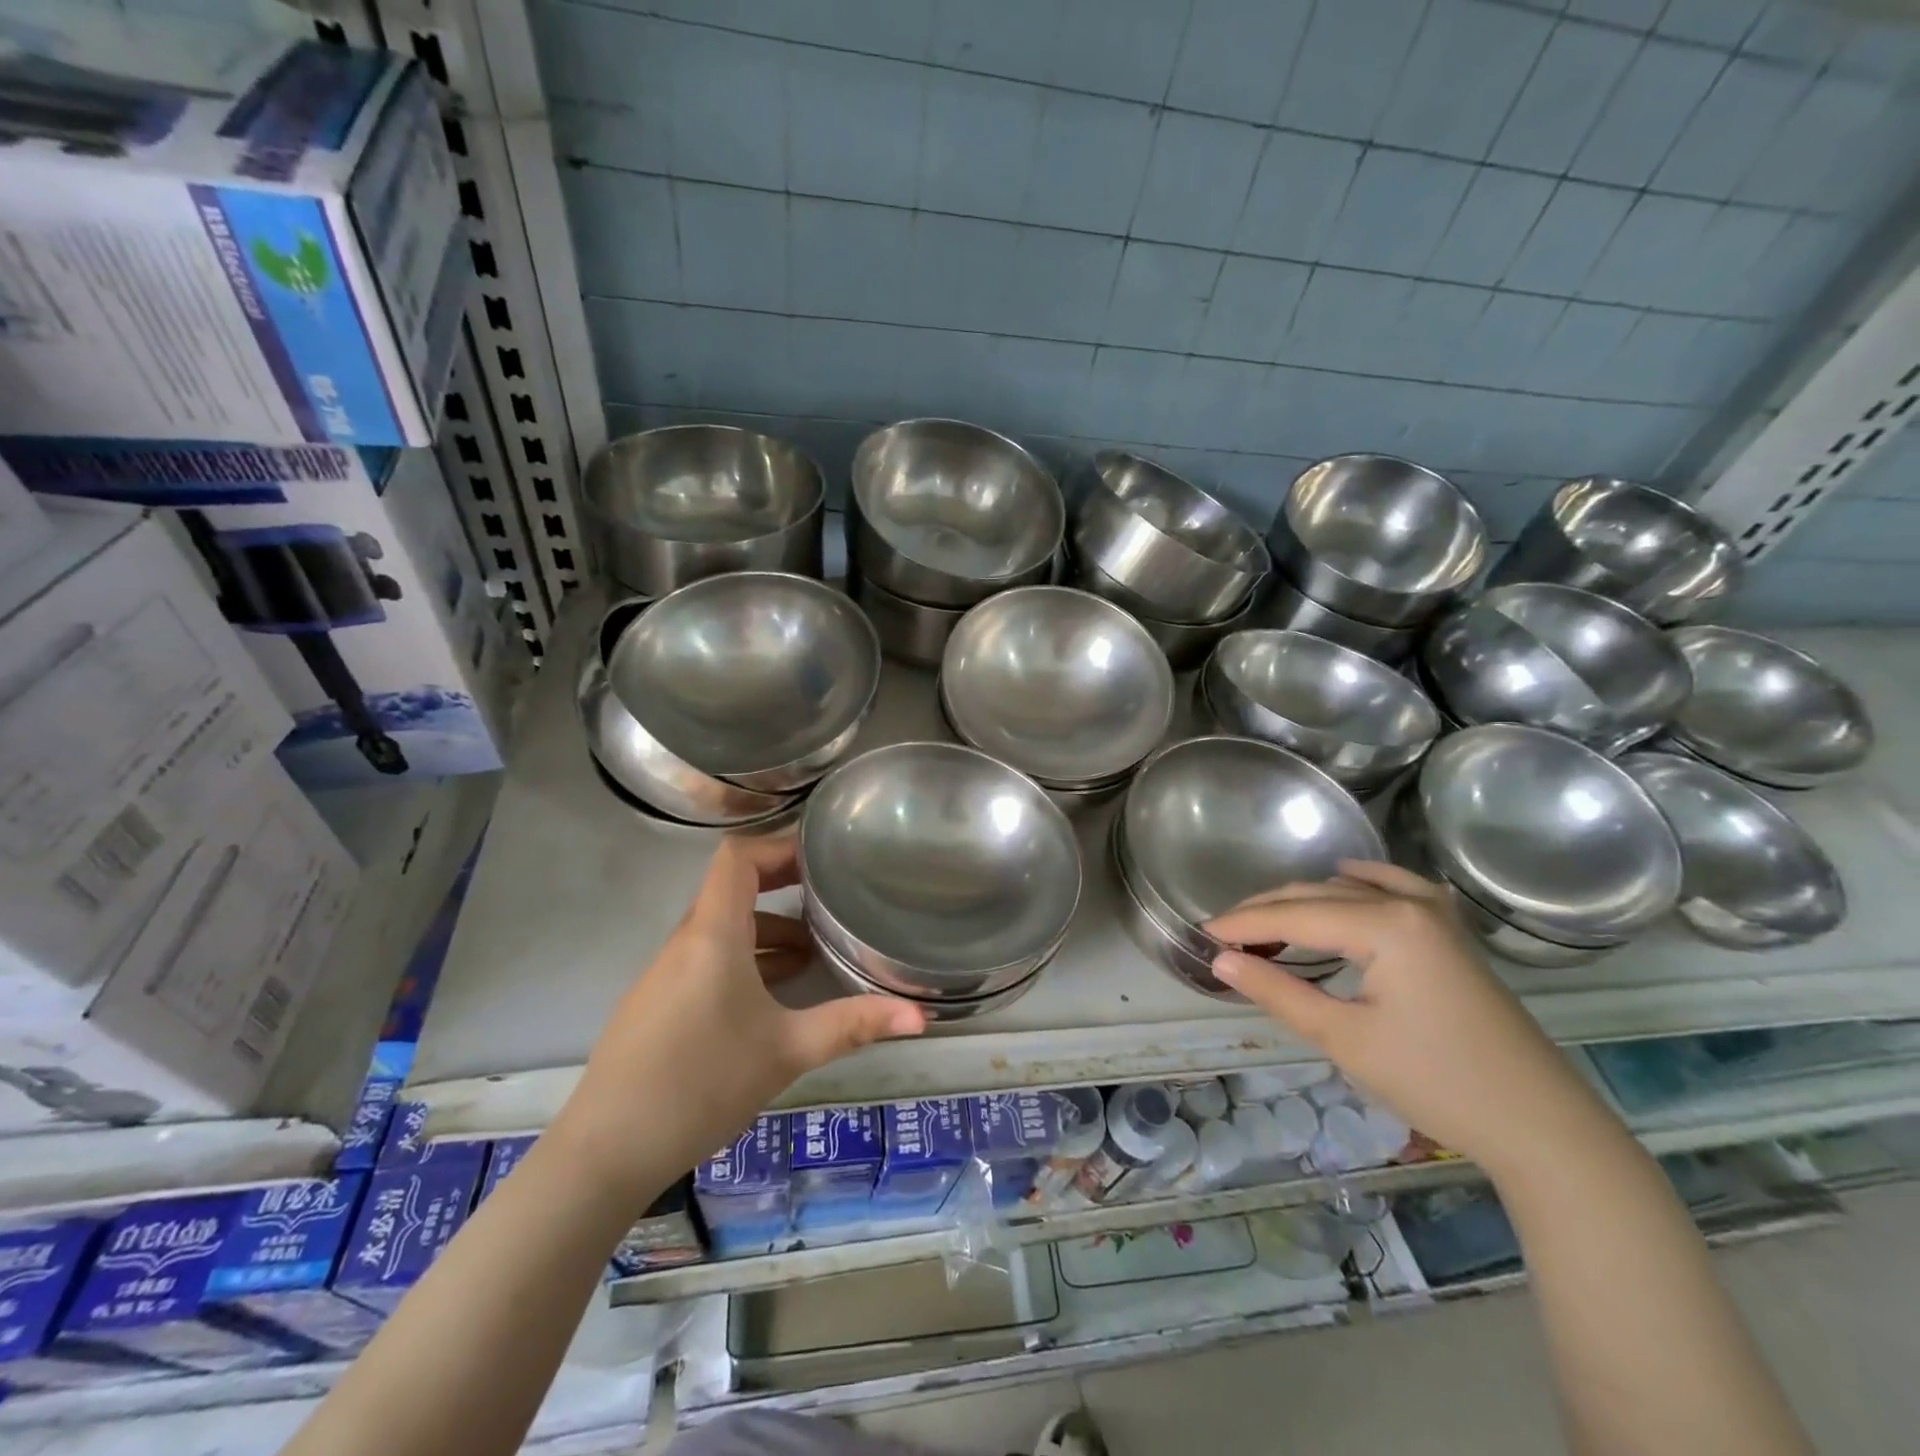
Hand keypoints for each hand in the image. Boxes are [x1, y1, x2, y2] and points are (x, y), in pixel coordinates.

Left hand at [552, 834, 925, 1200]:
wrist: (606, 1152)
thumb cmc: (702, 1084)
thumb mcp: (787, 1051)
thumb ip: (853, 1025)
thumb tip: (922, 1015)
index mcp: (713, 934)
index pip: (737, 858)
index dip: (777, 846)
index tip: (822, 855)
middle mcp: (685, 941)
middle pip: (732, 888)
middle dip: (781, 884)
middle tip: (829, 891)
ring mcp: (666, 972)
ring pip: (721, 927)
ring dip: (766, 928)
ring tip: (812, 951)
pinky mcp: (658, 1002)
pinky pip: (707, 957)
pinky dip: (744, 956)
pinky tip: (773, 993)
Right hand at [1206, 861, 1618, 1177]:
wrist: (1541, 1126)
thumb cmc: (1436, 1081)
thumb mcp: (1344, 1038)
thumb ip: (1277, 991)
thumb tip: (1221, 960)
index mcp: (1384, 924)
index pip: (1292, 916)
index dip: (1243, 924)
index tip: (1202, 934)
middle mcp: (1408, 904)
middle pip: (1318, 895)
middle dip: (1266, 911)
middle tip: (1224, 934)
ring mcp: (1436, 915)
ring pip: (1350, 890)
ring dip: (1303, 901)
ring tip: (1265, 923)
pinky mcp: (1451, 933)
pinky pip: (1395, 888)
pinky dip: (1360, 883)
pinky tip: (1346, 876)